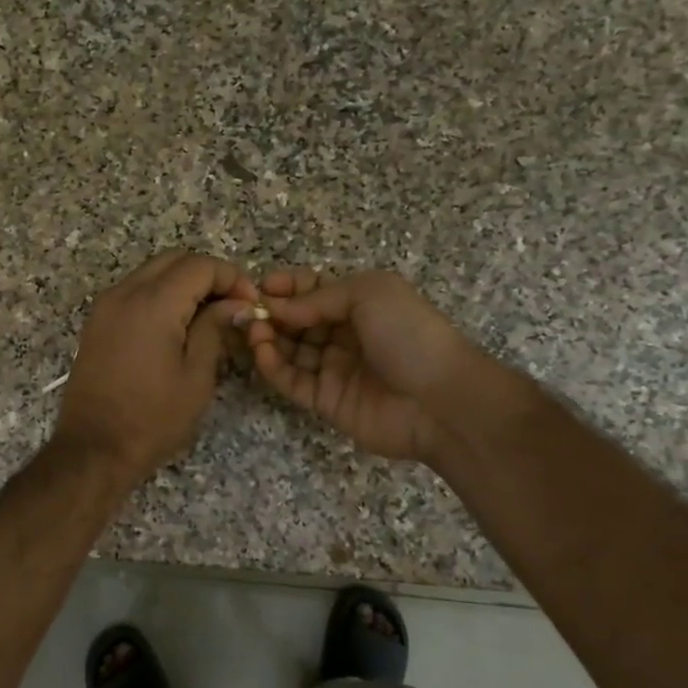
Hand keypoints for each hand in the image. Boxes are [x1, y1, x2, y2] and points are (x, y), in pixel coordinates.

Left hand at [53, 252, 257, 486]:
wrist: (93, 448)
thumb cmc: (152, 419)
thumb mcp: (196, 377)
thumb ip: (215, 329)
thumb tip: (234, 304)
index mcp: (152, 303)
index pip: (199, 265)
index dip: (232, 278)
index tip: (250, 304)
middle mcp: (124, 293)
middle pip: (174, 260)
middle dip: (208, 275)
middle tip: (232, 306)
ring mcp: (105, 306)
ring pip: (152, 272)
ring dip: (183, 284)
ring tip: (208, 317)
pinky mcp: (96, 323)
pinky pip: (134, 292)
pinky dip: (160, 296)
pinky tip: (177, 327)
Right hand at [247, 269, 481, 461]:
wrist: (442, 400)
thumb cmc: (409, 334)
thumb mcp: (369, 294)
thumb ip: (317, 297)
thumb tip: (275, 307)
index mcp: (359, 303)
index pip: (311, 290)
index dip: (286, 287)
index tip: (259, 286)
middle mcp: (343, 334)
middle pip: (295, 320)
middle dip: (270, 312)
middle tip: (246, 310)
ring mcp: (332, 368)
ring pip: (288, 350)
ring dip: (266, 337)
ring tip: (252, 330)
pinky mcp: (323, 400)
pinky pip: (290, 380)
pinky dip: (272, 366)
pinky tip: (261, 352)